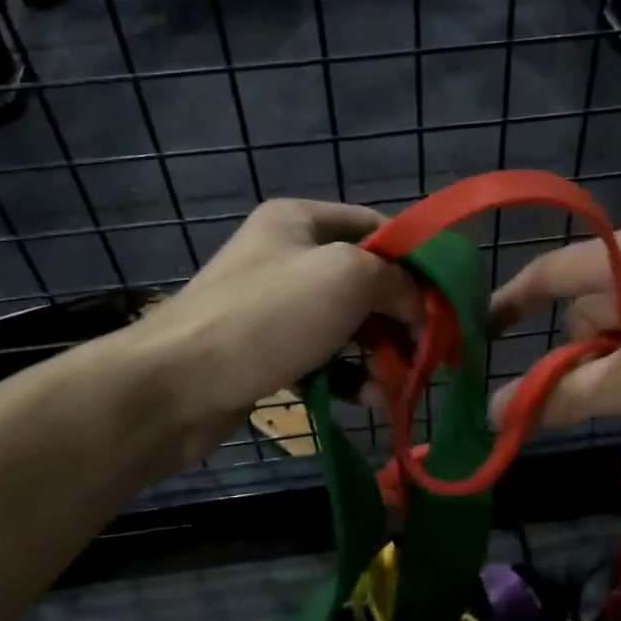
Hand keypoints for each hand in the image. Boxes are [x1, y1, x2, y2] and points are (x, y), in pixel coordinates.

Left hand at [128, 200, 420, 460]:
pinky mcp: (266, 353)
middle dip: (401, 315)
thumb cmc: (267, 317)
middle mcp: (286, 256)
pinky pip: (322, 358)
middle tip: (432, 350)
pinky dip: (350, 376)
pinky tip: (372, 399)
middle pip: (365, 279)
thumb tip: (423, 306)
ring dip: (381, 352)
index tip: (446, 300)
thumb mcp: (347, 278)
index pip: (376, 228)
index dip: (416, 260)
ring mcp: (274, 307)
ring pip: (347, 324)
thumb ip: (398, 281)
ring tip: (407, 382)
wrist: (174, 386)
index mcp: (300, 220)